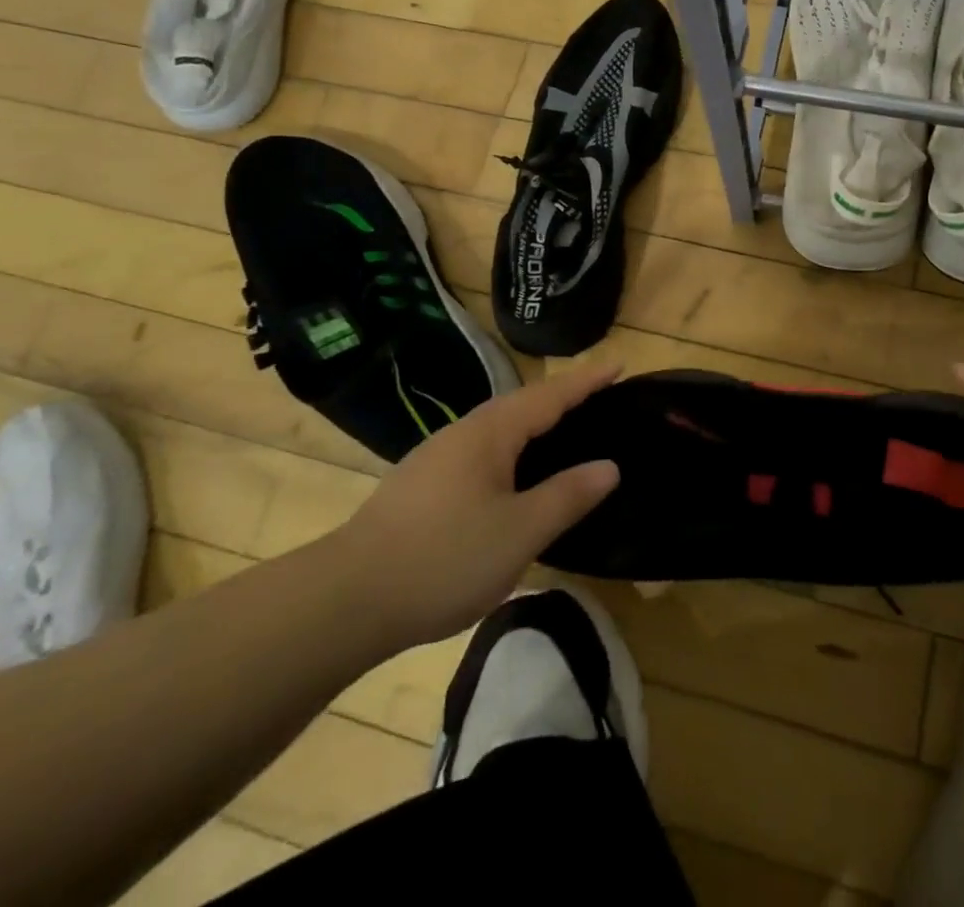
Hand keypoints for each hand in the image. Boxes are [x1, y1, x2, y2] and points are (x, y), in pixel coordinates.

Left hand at [329, 365, 621, 651]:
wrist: (345, 599)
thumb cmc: (444, 558)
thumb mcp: (520, 532)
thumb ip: (567, 495)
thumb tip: (609, 466)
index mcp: (491, 433)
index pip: (550, 396)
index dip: (586, 381)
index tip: (618, 364)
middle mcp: (463, 433)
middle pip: (522, 404)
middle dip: (561, 397)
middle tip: (599, 396)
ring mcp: (437, 457)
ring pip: (498, 429)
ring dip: (534, 423)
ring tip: (563, 432)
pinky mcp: (422, 485)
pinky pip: (482, 451)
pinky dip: (512, 450)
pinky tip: (513, 477)